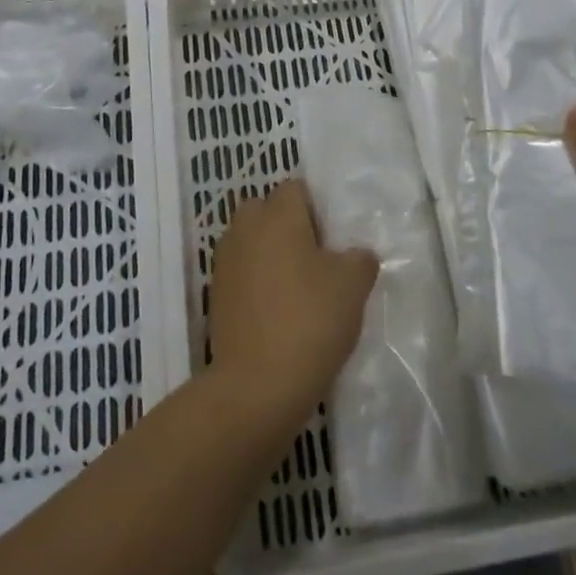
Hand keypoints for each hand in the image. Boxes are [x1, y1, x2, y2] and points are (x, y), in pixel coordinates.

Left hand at [207, 180, 377, 435]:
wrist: (257, 386)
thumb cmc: (310, 321)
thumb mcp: (353, 286)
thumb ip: (360, 259)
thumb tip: (355, 255)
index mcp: (278, 215)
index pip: (295, 188)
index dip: (316, 208)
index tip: (333, 239)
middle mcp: (245, 229)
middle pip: (265, 210)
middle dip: (286, 226)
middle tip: (315, 259)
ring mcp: (225, 263)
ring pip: (250, 242)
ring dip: (269, 255)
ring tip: (297, 289)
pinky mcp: (215, 296)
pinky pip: (240, 273)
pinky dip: (256, 283)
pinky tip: (278, 313)